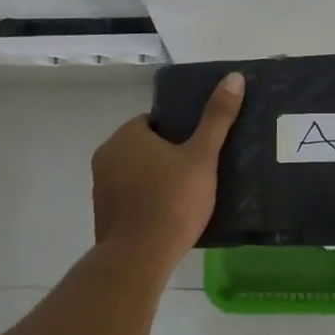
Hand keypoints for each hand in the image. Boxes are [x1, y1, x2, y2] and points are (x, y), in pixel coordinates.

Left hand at [91, 72, 244, 256]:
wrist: (140, 257)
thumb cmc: (172, 200)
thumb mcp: (202, 156)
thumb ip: (217, 118)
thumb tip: (233, 77)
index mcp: (126, 136)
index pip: (153, 122)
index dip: (177, 133)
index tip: (197, 149)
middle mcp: (106, 156)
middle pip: (143, 147)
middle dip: (166, 156)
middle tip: (197, 172)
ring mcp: (100, 188)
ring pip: (135, 173)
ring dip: (155, 180)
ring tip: (186, 196)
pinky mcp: (103, 215)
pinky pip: (129, 198)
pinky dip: (145, 202)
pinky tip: (168, 217)